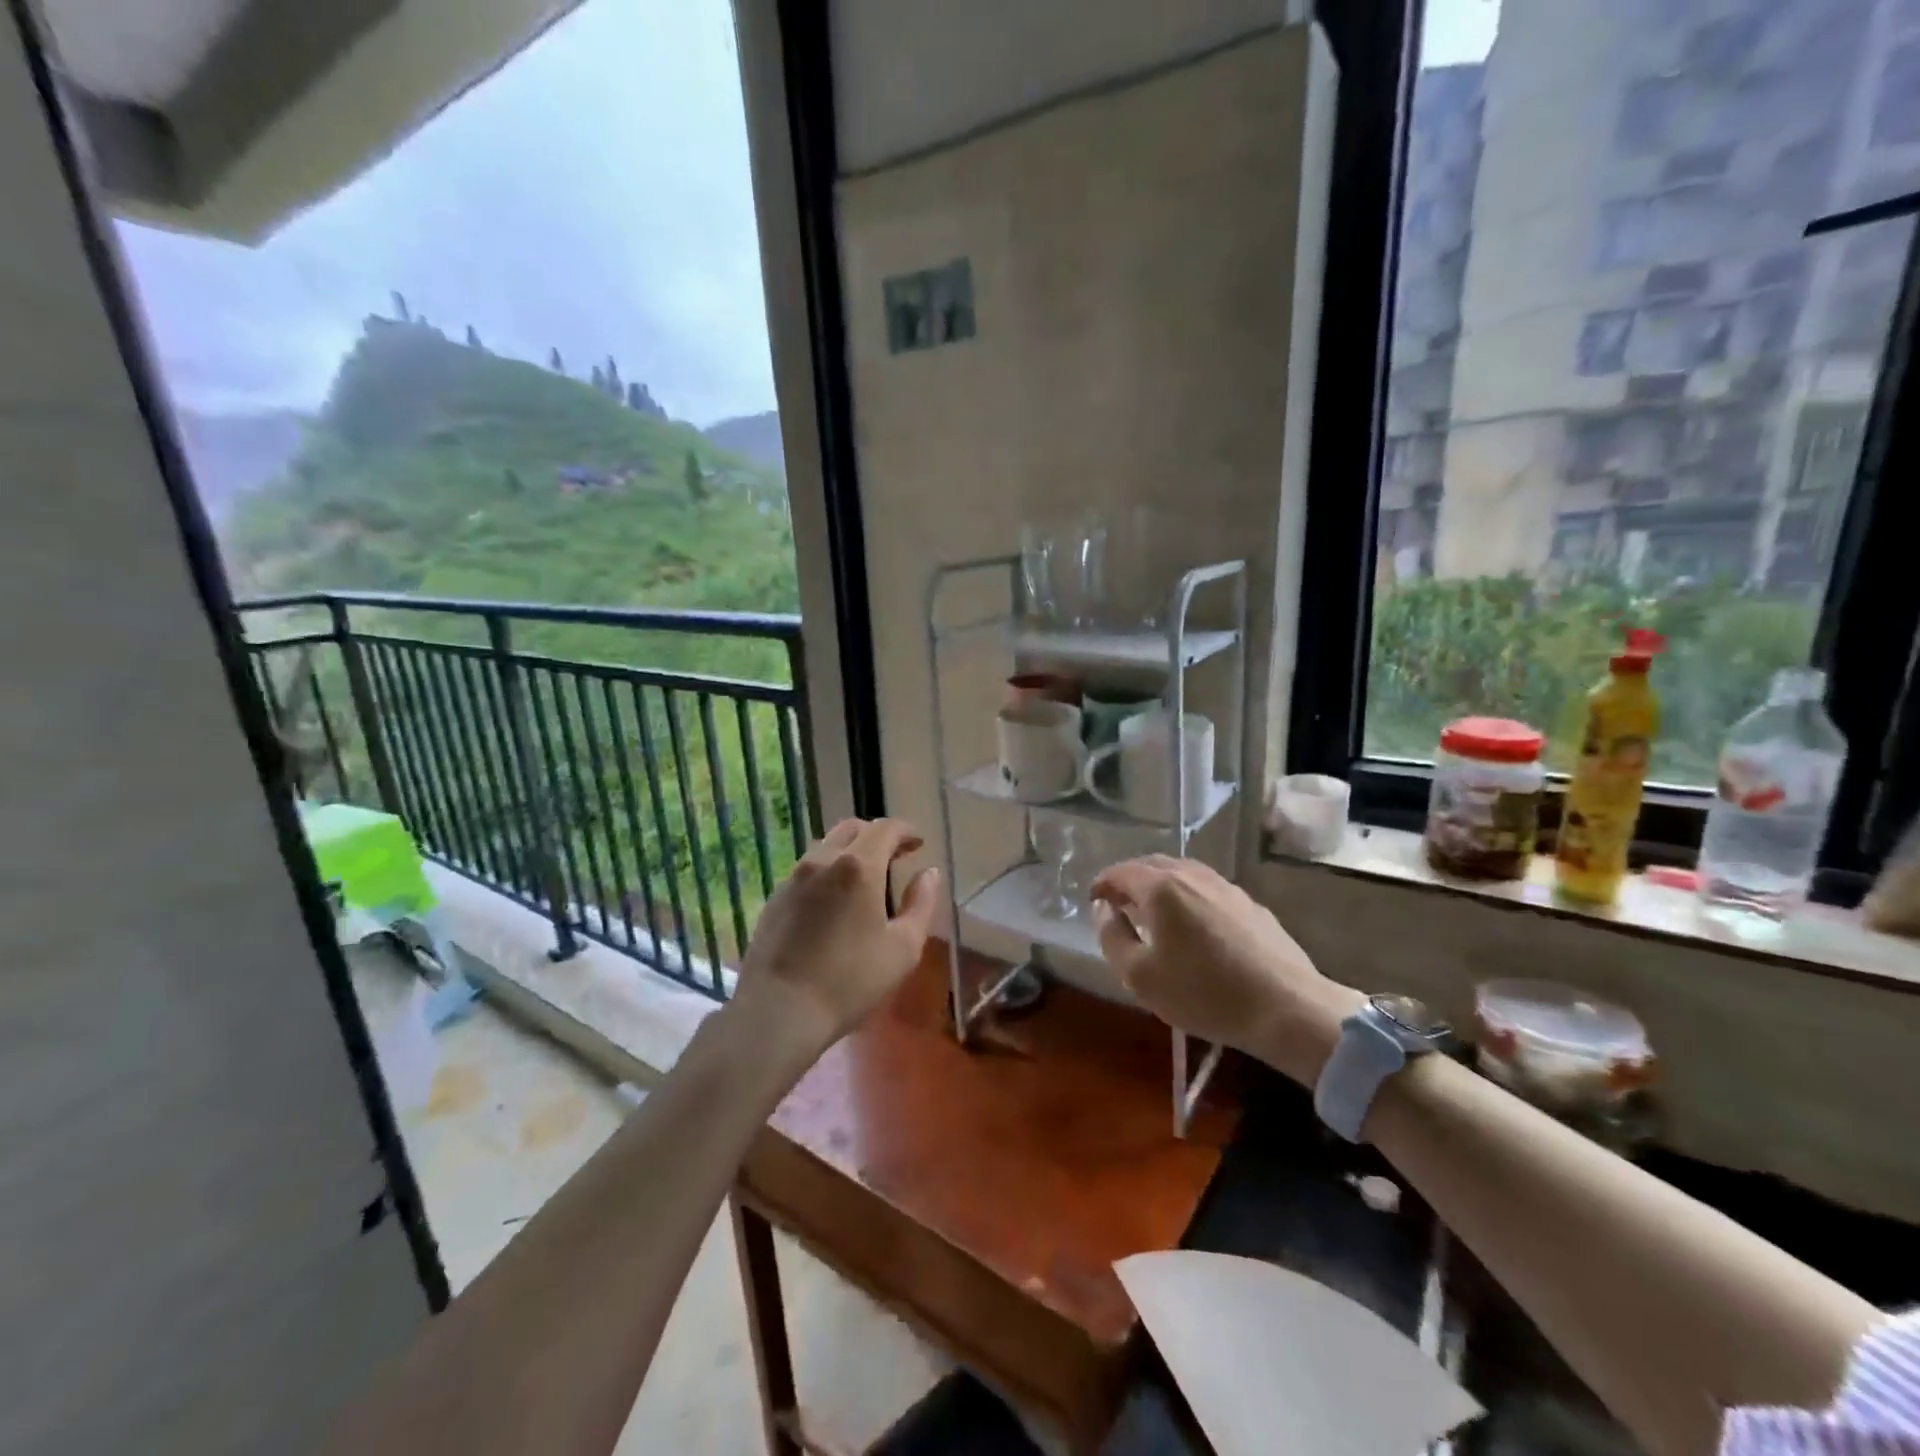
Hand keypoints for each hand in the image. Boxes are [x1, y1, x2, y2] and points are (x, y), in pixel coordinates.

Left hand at [727, 818, 940, 1065]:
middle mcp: (822, 860)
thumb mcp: (903, 948)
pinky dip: (827, 871)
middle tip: (895, 857)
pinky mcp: (775, 898)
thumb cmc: (850, 980)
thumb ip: (921, 904)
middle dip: (877, 836)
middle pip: (852, 829)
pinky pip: (807, 869)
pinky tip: (833, 901)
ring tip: (864, 879)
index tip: (918, 843)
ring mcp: (793, 878)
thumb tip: (929, 874)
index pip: (885, 828)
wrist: (778, 1011)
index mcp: (858, 866)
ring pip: (826, 846)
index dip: (906, 831)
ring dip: (849, 851)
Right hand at [1090, 856, 1364, 1086]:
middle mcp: (1193, 876)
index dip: (1102, 883)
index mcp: (1162, 888)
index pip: (1121, 872)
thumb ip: (1112, 937)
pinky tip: (1193, 924)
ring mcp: (1226, 887)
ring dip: (1160, 885)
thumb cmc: (1204, 993)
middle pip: (1152, 865)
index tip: (1093, 900)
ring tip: (1154, 911)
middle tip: (1119, 903)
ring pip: (1183, 873)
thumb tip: (1104, 910)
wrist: (1286, 1008)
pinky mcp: (1251, 905)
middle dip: (1130, 879)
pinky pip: (1207, 888)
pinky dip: (1188, 896)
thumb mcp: (1140, 976)